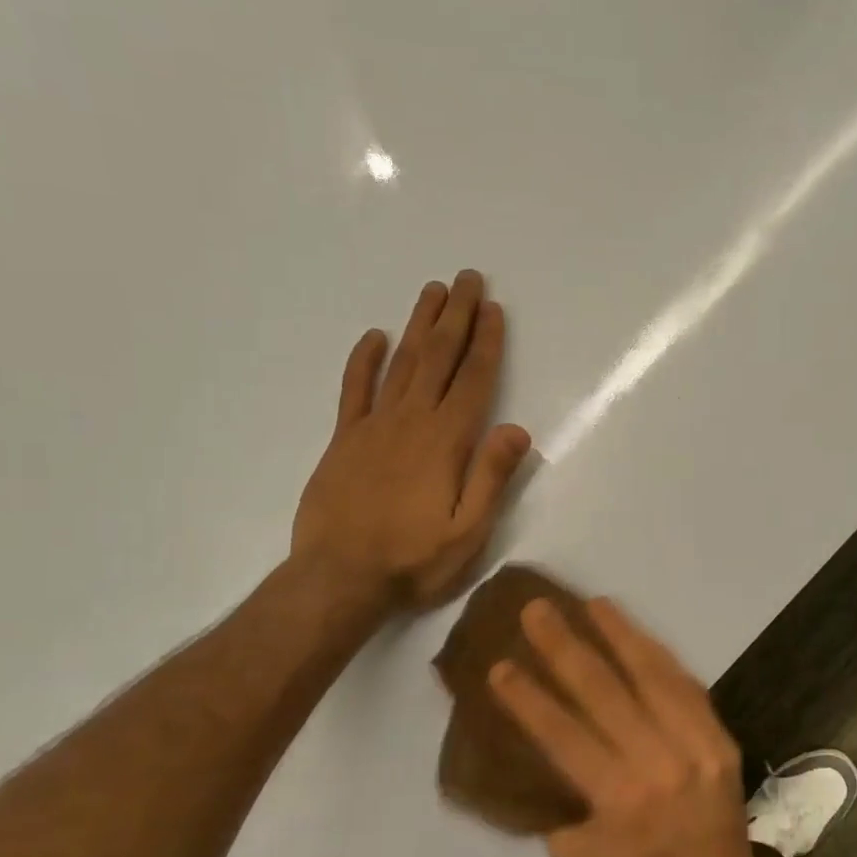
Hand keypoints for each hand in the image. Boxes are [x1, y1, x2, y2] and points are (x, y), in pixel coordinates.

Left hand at [293, 271, 531, 609]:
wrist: (338, 579)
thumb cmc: (412, 561)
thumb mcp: (468, 533)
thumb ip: (492, 478)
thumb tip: (518, 429)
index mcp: (446, 442)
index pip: (472, 380)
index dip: (485, 343)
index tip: (493, 308)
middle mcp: (411, 422)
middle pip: (438, 358)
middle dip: (455, 316)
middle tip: (466, 277)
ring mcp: (373, 427)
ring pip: (401, 363)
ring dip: (419, 324)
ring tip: (432, 290)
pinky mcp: (343, 440)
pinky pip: (354, 390)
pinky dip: (364, 360)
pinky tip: (374, 336)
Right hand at [489, 597, 763, 856]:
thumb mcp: (580, 856)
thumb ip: (558, 799)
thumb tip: (535, 747)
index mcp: (618, 800)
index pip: (563, 734)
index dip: (529, 697)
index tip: (500, 664)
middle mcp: (658, 764)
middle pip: (605, 692)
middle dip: (565, 647)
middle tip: (537, 610)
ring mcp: (696, 747)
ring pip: (652, 676)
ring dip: (619, 635)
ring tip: (592, 603)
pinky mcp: (720, 739)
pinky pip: (685, 686)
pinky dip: (658, 656)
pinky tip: (636, 633)